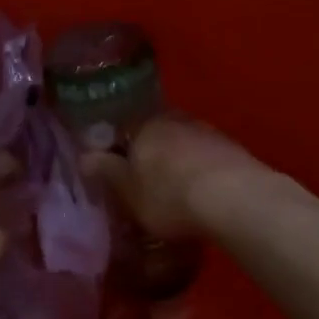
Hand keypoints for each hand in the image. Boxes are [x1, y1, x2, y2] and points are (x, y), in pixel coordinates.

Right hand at [81, 115, 264, 238]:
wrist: (235, 200)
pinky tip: (201, 192)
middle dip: (150, 154)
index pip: (124, 128)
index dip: (119, 148)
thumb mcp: (128, 191)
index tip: (118, 168)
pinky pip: (206, 158)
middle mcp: (175, 119)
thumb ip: (106, 171)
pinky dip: (200, 171)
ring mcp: (207, 132)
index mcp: (143, 124)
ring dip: (178, 161)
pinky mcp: (233, 149)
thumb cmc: (168, 195)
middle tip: (146, 181)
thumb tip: (84, 156)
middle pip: (155, 134)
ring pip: (183, 144)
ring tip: (175, 189)